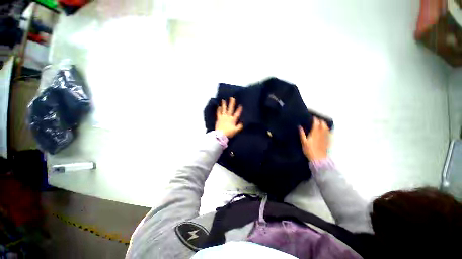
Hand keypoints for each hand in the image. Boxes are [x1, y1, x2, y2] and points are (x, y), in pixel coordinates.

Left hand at [215, 97, 243, 137]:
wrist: (220, 135)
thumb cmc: (229, 133)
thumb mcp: (236, 131)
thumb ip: (239, 126)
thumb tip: (242, 123)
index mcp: (233, 120)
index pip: (237, 114)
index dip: (239, 110)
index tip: (240, 105)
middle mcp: (228, 117)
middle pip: (230, 109)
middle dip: (232, 103)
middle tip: (232, 98)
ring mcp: (223, 117)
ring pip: (224, 109)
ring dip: (224, 105)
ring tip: (223, 100)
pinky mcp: (219, 119)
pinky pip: (218, 113)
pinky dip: (218, 110)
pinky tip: (218, 106)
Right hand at [299, 118, 329, 160]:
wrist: (318, 158)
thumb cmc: (309, 150)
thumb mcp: (303, 142)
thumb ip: (302, 133)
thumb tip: (299, 126)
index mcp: (314, 133)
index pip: (316, 124)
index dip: (315, 120)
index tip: (313, 117)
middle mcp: (321, 134)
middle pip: (323, 125)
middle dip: (321, 121)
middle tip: (318, 120)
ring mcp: (326, 137)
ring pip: (327, 128)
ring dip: (325, 125)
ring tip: (322, 123)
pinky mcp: (328, 141)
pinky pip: (329, 133)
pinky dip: (328, 130)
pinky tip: (327, 130)